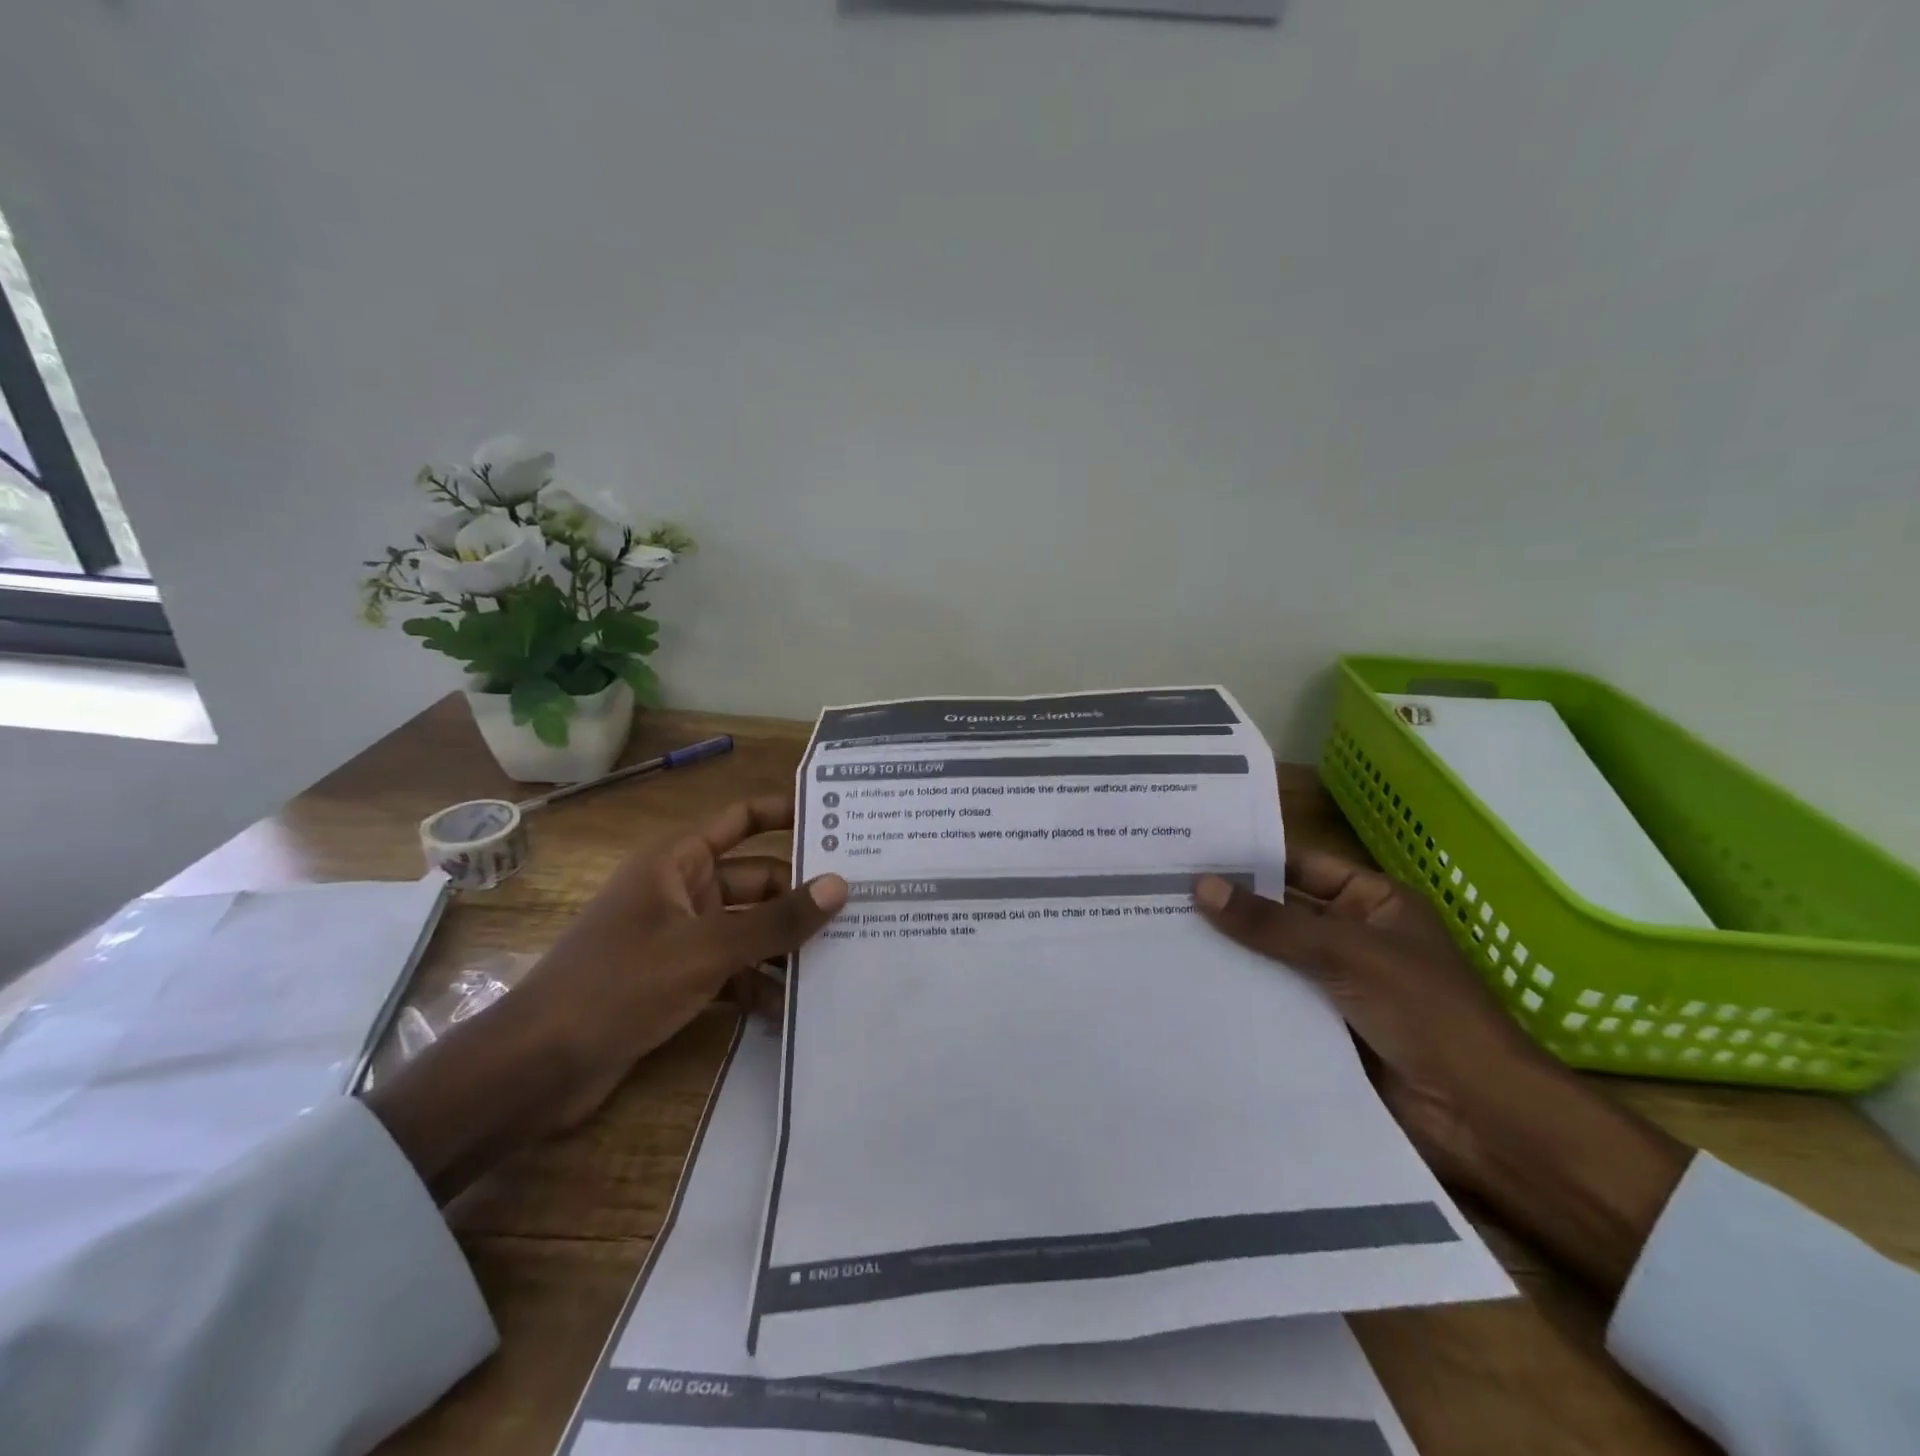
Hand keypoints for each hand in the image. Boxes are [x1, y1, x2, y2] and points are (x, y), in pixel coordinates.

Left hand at [520, 795, 844, 1127]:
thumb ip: (776, 920)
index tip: (839, 823)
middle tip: (859, 908)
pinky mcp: (677, 981)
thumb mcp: (705, 950)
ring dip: (784, 946)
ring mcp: (679, 938)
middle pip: (756, 880)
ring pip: (748, 929)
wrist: (536, 1069)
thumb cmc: (619, 986)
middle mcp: (682, 890)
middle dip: (799, 896)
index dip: (787, 814)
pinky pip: (732, 970)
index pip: (743, 819)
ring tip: (842, 960)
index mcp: (678, 861)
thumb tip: (840, 885)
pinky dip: (758, 984)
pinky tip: (793, 1009)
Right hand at [1194, 851, 1689, 1297]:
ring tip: (1156, 933)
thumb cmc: (1428, 1014)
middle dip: (1228, 907)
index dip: (1249, 859)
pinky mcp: (1321, 1030)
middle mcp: (1351, 937)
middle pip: (1279, 913)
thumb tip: (1200, 887)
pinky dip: (1238, 995)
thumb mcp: (1349, 953)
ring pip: (1270, 959)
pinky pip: (1272, 1002)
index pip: (1299, 867)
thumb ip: (1274, 924)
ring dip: (1227, 952)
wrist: (1483, 1121)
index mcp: (1372, 903)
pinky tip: (1185, 987)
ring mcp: (1335, 986)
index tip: (1188, 852)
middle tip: (1157, 891)